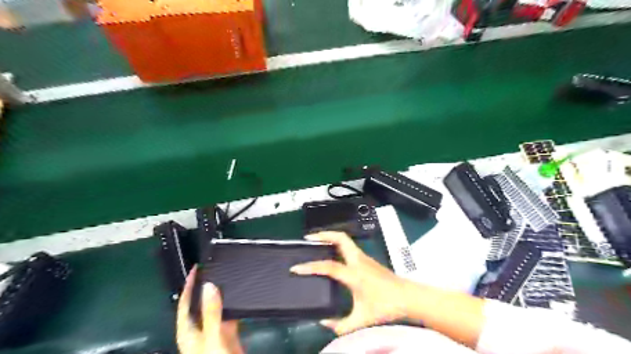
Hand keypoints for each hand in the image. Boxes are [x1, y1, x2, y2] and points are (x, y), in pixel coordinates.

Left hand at [178, 267, 243, 353]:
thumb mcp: (213, 337)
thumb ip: (211, 312)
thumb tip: (209, 285)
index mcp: (188, 332)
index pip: (185, 304)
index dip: (189, 286)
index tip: (196, 268)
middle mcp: (200, 331)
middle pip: (201, 305)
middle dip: (206, 288)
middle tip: (216, 268)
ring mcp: (214, 333)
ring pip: (217, 309)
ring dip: (221, 296)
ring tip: (229, 278)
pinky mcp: (228, 336)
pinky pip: (230, 316)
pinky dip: (234, 307)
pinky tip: (241, 297)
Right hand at [289, 232, 409, 334]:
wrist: (408, 297)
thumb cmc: (386, 306)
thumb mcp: (362, 320)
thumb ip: (341, 325)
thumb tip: (323, 322)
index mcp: (354, 274)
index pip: (328, 266)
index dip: (310, 266)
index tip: (296, 268)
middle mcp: (358, 260)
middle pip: (340, 238)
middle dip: (323, 235)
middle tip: (308, 238)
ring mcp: (363, 257)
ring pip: (345, 240)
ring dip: (330, 237)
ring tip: (316, 242)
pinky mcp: (366, 259)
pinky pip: (348, 246)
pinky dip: (337, 244)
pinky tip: (332, 253)